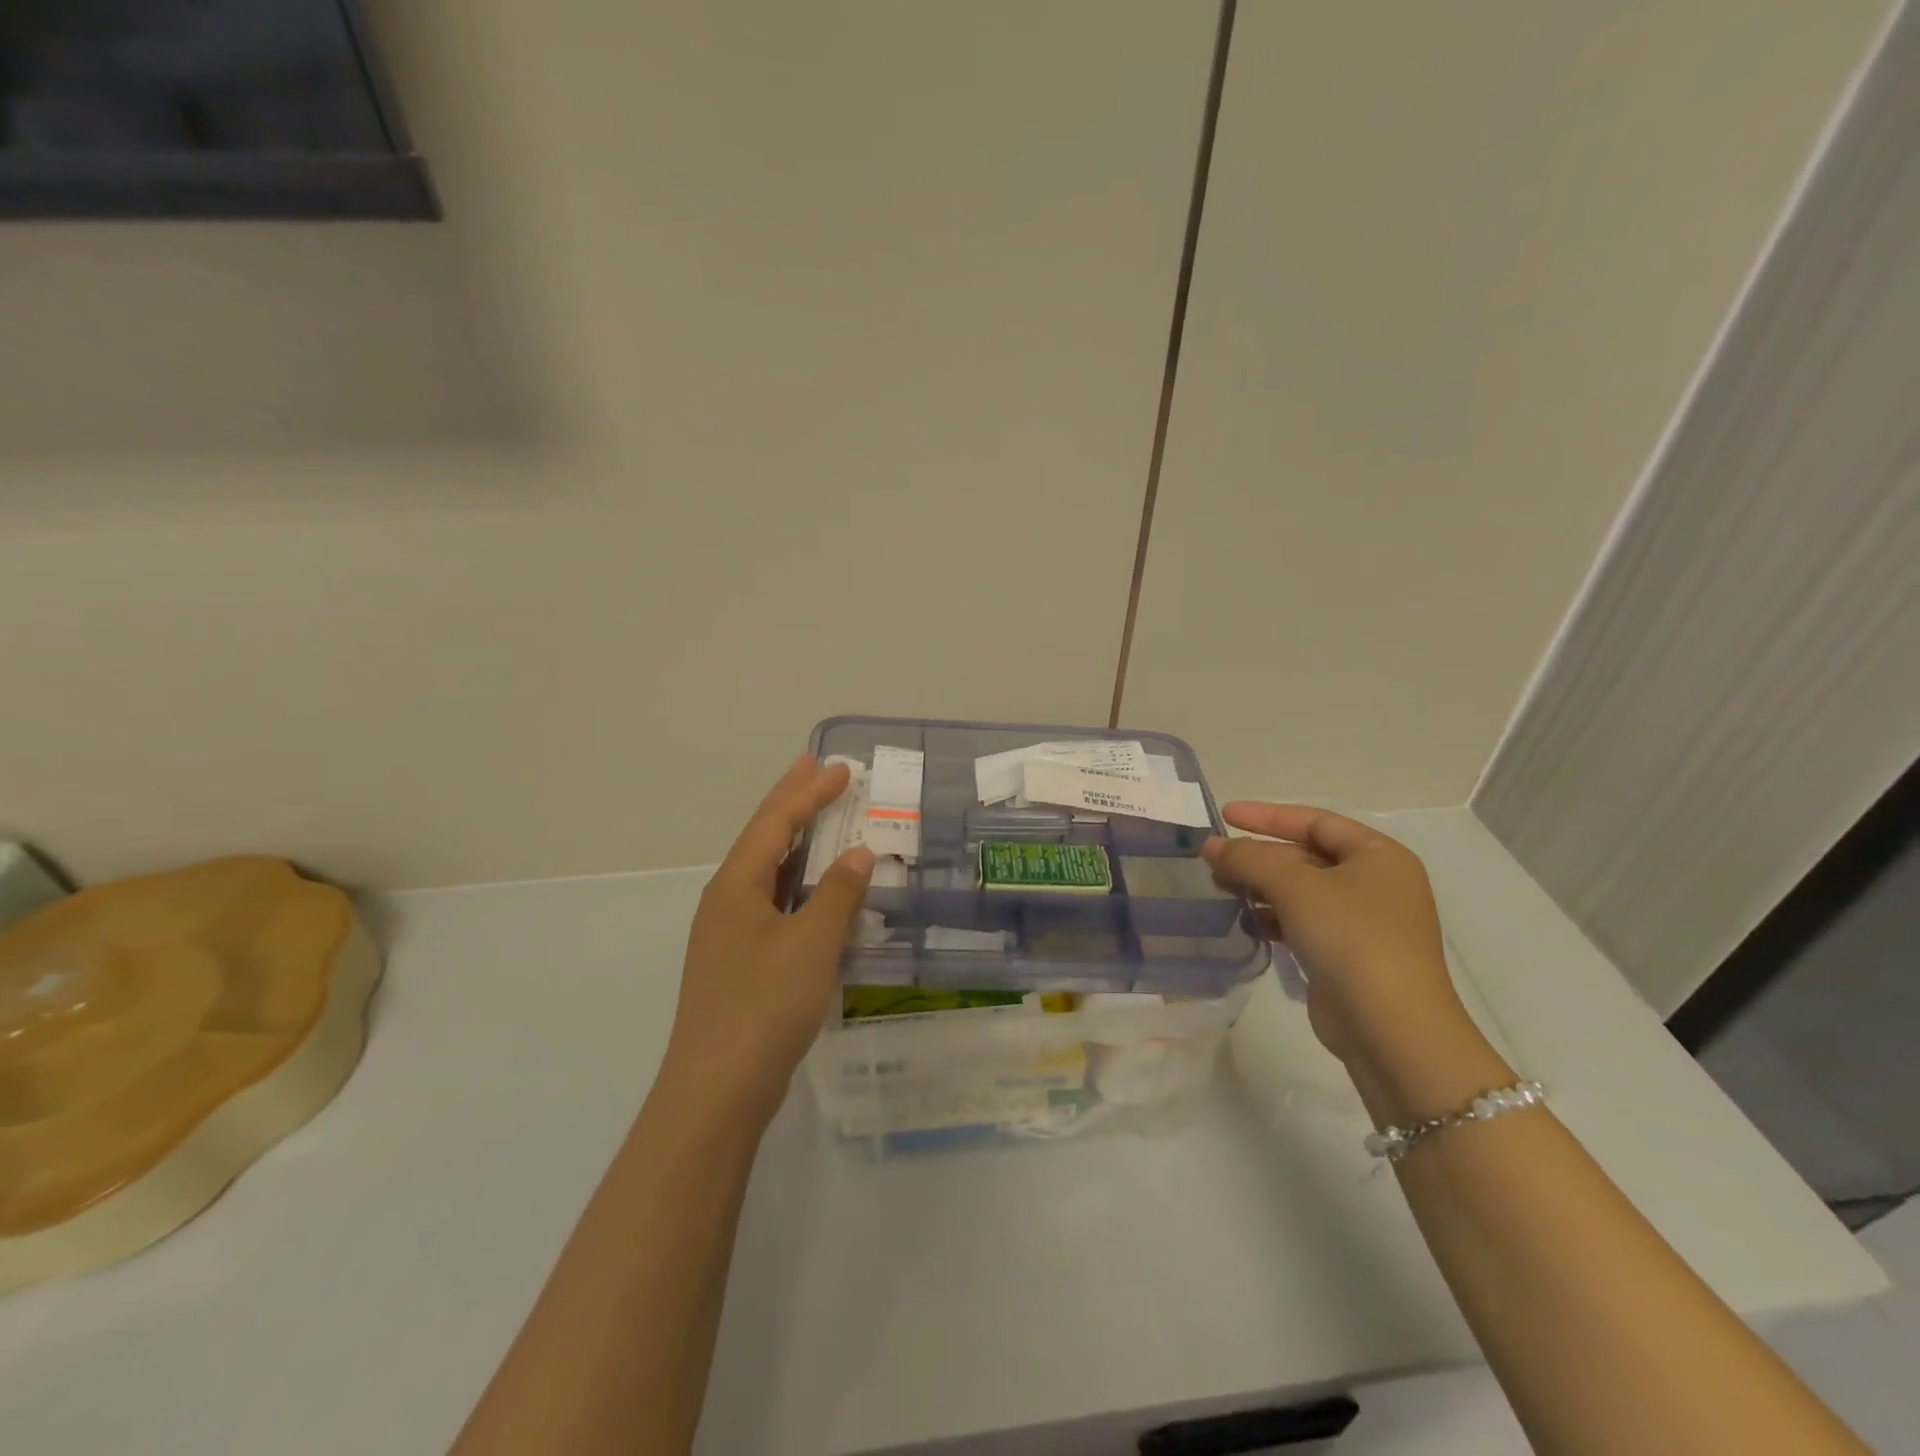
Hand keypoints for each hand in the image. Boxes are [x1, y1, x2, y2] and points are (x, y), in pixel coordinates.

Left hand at [660, 756, 873, 1127]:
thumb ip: (837, 894)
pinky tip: (818, 889)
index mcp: (735, 886)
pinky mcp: (743, 963)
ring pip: (769, 872)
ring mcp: (731, 934)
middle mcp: (727, 901)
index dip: (807, 792)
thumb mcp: (811, 944)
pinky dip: (800, 883)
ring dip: (798, 842)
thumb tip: (859, 853)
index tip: (839, 768)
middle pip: (764, 838)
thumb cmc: (763, 1007)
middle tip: (818, 768)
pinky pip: (776, 903)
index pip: (775, 823)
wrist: (717, 1091)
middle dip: (793, 802)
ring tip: (823, 816)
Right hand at [1203, 803, 1470, 1066]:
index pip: (1315, 821)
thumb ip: (1248, 858)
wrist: (1391, 1029)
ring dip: (1262, 887)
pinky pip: (1304, 923)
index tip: (1225, 815)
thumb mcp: (1294, 886)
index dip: (1267, 816)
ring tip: (1222, 889)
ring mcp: (1365, 923)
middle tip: (1214, 860)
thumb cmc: (1351, 938)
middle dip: (1259, 857)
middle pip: (1307, 856)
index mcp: (1379, 856)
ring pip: (1302, 891)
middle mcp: (1377, 884)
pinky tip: (1247, 922)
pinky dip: (1275, 917)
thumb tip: (1211, 845)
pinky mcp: (1349, 956)